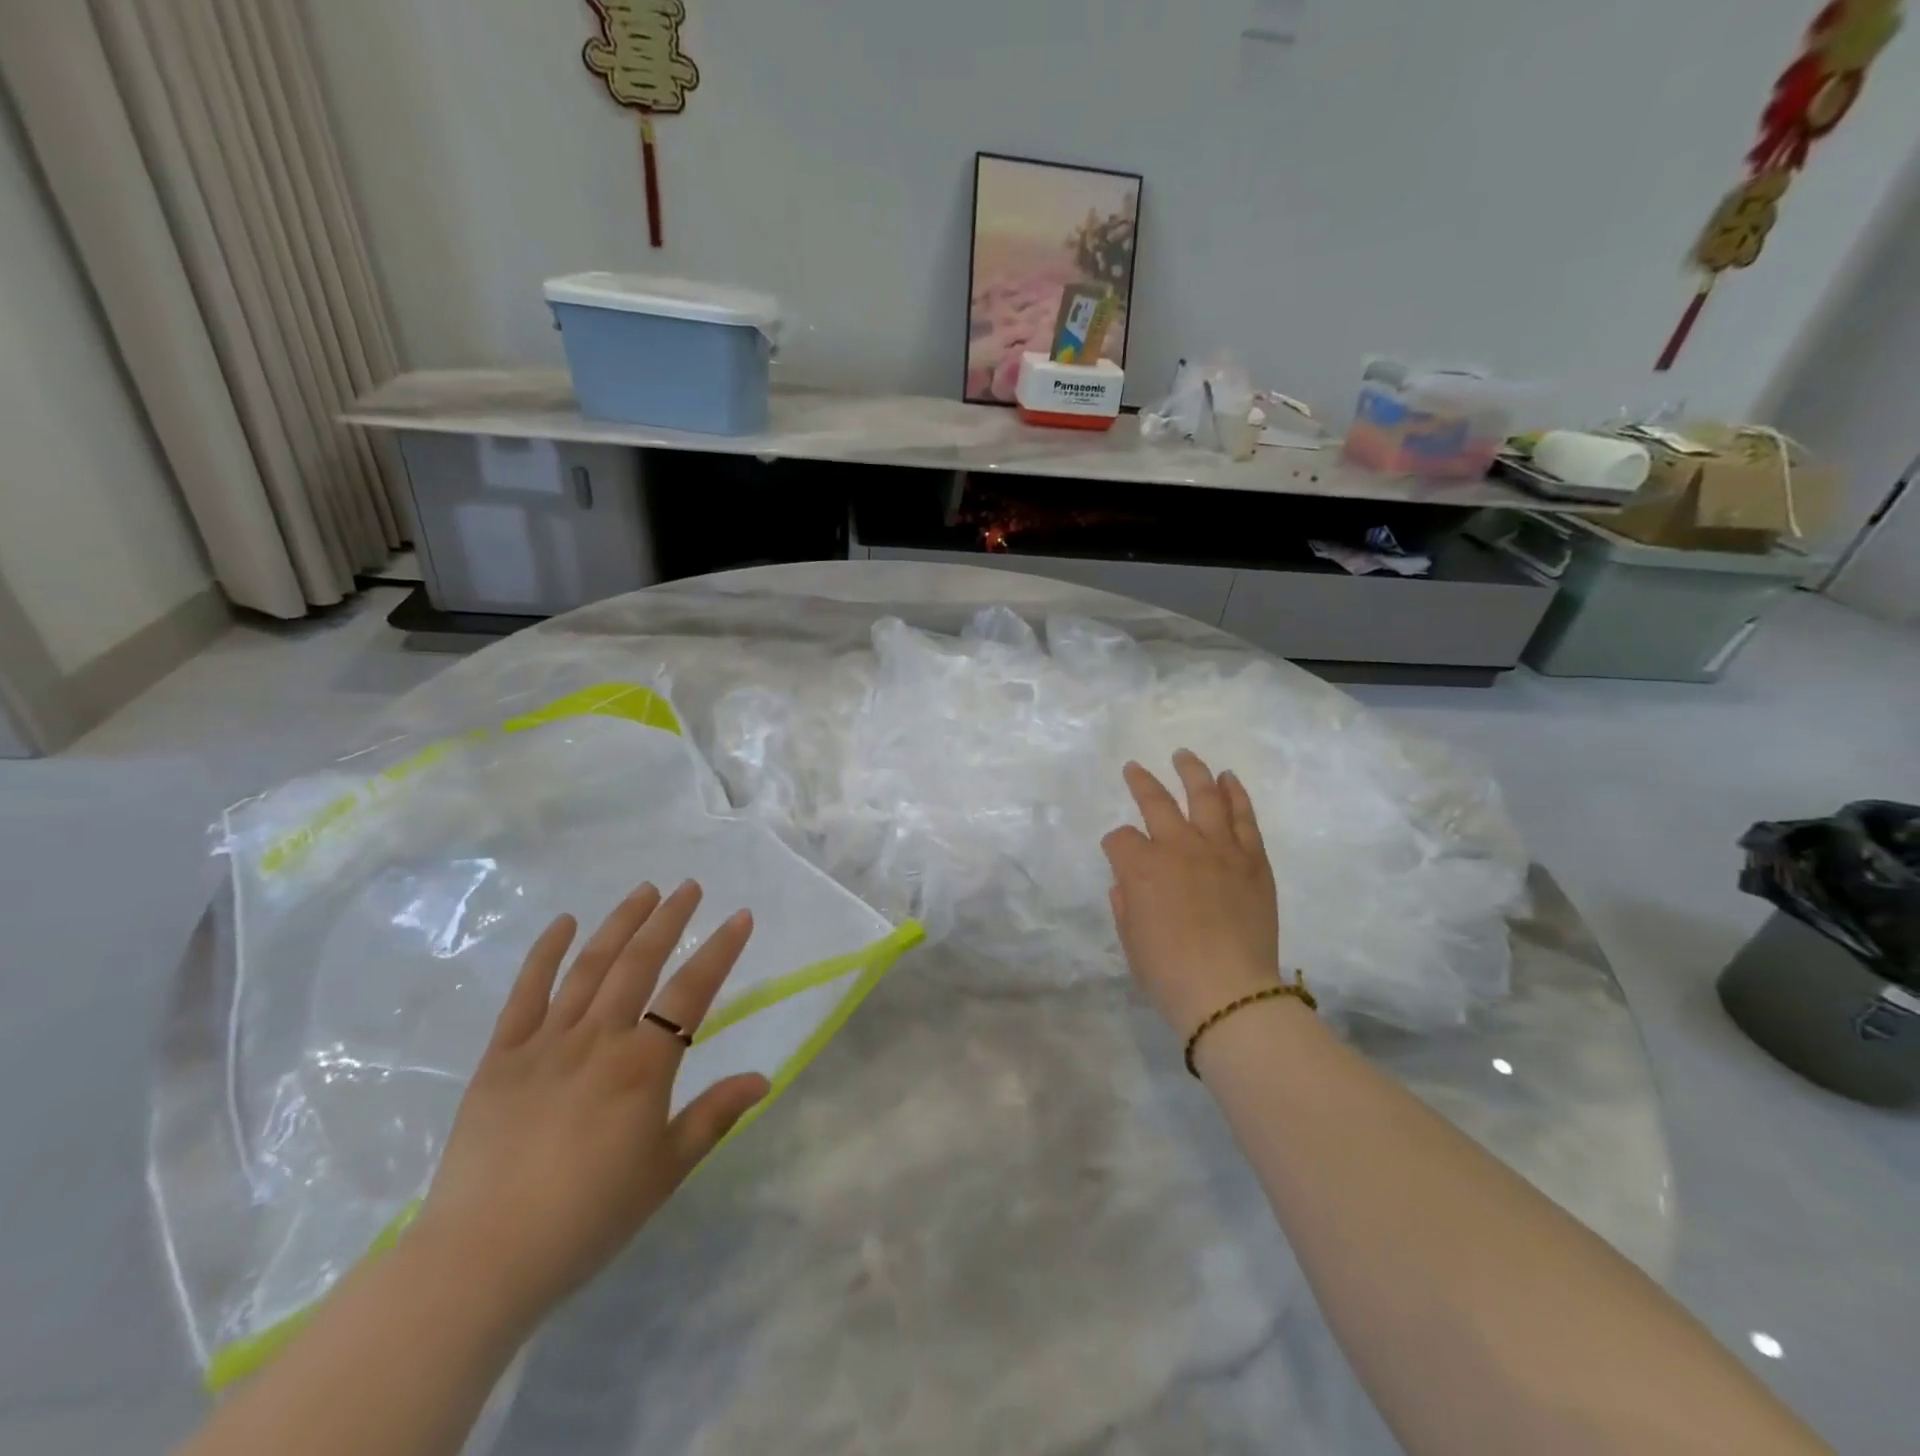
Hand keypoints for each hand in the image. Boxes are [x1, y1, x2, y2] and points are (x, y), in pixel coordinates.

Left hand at [416, 880, 768, 1329]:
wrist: (481, 1260)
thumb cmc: (587, 1219)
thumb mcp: (665, 1172)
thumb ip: (714, 1117)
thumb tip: (763, 1079)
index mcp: (641, 1066)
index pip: (691, 992)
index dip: (720, 951)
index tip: (740, 917)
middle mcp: (597, 1040)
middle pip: (639, 964)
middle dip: (669, 920)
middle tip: (689, 886)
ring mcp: (544, 1043)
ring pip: (589, 967)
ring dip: (619, 923)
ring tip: (643, 891)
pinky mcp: (500, 1057)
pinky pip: (525, 993)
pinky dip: (545, 953)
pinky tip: (564, 923)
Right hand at [1101, 751, 1282, 1039]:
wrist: (1229, 992)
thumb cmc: (1168, 972)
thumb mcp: (1130, 939)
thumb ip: (1125, 902)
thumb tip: (1128, 883)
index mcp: (1141, 867)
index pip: (1120, 839)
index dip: (1115, 845)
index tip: (1118, 855)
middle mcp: (1178, 846)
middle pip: (1156, 801)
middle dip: (1141, 782)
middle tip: (1134, 768)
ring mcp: (1219, 849)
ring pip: (1204, 796)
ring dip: (1192, 772)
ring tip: (1184, 756)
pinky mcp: (1253, 859)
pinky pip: (1244, 817)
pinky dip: (1236, 795)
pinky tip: (1228, 779)